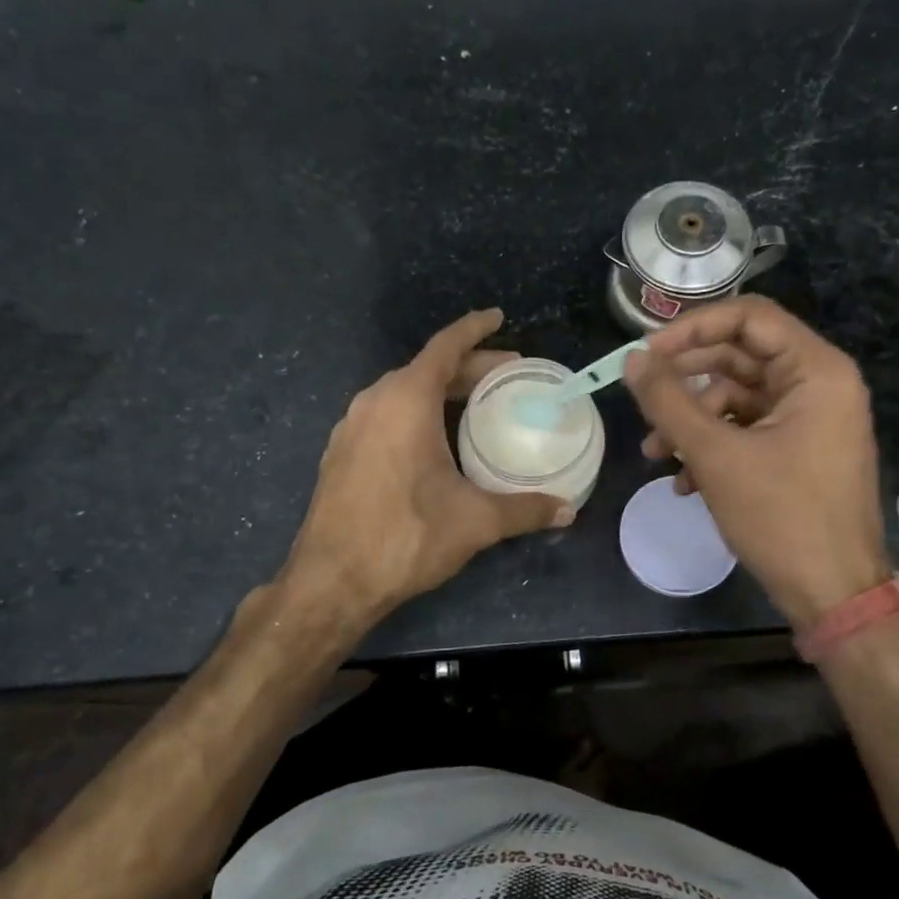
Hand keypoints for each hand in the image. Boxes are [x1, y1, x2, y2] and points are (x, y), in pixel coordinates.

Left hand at [282, 309, 572, 623]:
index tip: (498, 317)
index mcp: (406, 401)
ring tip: (474, 404)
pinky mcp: (340, 452)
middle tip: (506, 375)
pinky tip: (432, 439)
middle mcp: (374, 402)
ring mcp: (351, 426)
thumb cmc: (406, 537)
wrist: (331, 581)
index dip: (475, 329)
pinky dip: (415, 412)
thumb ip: (524, 509)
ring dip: (440, 390)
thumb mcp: (474, 521)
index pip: (446, 347)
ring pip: (402, 391)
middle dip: (468, 366)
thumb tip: (567, 510)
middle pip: (427, 368)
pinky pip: (385, 414)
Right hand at [624, 295, 890, 628]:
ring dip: (691, 420)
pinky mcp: (798, 451)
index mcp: (816, 371)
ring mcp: (810, 420)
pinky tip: (683, 481)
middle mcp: (818, 385)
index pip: (749, 317)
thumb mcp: (715, 454)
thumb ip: (669, 401)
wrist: (833, 595)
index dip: (692, 328)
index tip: (648, 353)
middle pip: (739, 357)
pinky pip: (747, 430)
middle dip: (685, 380)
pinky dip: (712, 445)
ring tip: (655, 453)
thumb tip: (632, 360)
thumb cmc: (780, 517)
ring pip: (737, 398)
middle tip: (641, 395)